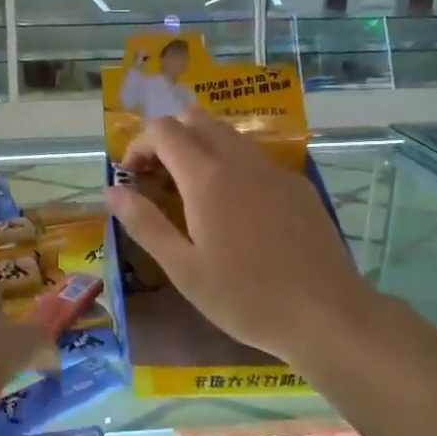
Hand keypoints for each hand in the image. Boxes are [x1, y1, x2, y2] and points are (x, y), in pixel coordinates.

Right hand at [105, 107, 368, 360]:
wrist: (326, 315)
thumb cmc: (244, 297)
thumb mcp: (182, 268)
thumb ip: (144, 223)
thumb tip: (111, 191)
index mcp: (206, 177)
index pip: (164, 130)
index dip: (139, 145)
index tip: (131, 177)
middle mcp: (240, 161)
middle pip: (196, 120)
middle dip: (168, 138)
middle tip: (157, 179)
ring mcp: (274, 171)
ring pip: (228, 135)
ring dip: (199, 148)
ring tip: (190, 192)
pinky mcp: (298, 187)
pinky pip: (255, 159)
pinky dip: (230, 165)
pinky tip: (235, 211)